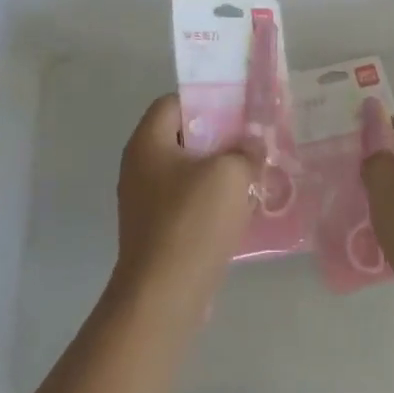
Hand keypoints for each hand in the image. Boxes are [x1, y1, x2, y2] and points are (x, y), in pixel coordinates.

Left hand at [111, 94, 257, 327]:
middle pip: (182, 137)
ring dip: (220, 172)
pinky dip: (212, 200)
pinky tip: (240, 209)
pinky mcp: (157, 230)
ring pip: (188, 172)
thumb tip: (252, 144)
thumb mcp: (230, 174)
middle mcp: (139, 167)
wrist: (164, 293)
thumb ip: (245, 150)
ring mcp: (145, 201)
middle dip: (220, 138)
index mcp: (147, 143)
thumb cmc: (193, 222)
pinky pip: (188, 202)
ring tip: (254, 175)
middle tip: (254, 143)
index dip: (207, 100)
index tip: (241, 110)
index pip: (173, 102)